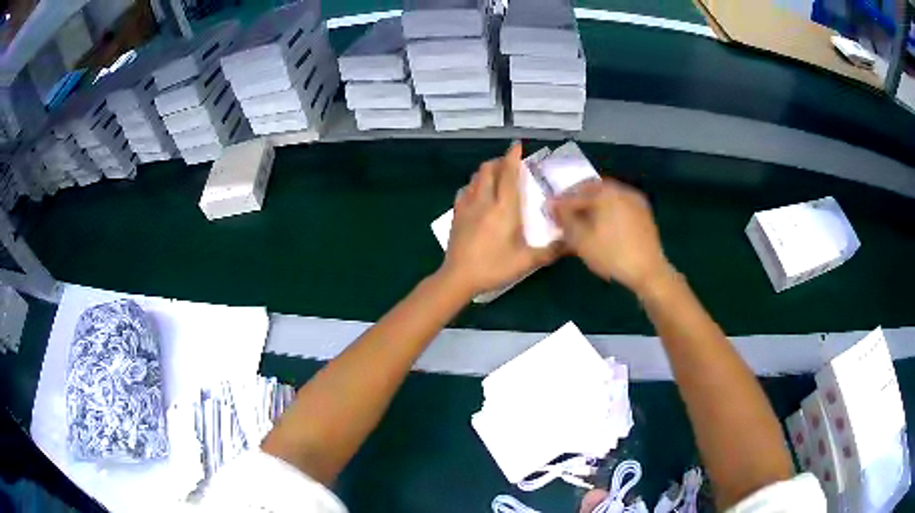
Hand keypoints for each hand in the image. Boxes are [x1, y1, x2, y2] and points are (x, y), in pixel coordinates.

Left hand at [439, 143, 559, 296]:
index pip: (508, 174)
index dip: (512, 157)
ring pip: (475, 178)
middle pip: (489, 169)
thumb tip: (572, 243)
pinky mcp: (456, 214)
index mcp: (504, 208)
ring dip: (486, 171)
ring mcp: (467, 206)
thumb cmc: (494, 267)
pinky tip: (477, 193)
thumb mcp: (526, 261)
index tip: (517, 146)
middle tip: (510, 164)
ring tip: (496, 176)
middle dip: (499, 161)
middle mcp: (485, 200)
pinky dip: (473, 185)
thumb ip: (550, 251)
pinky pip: (465, 190)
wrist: (459, 277)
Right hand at [550, 178, 671, 293]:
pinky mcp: (643, 213)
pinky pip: (619, 205)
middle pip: (592, 190)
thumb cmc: (611, 255)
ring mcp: (635, 200)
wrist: (648, 271)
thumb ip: (564, 218)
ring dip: (592, 205)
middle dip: (577, 201)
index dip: (559, 204)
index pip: (575, 194)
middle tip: (565, 214)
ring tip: (583, 221)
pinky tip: (603, 226)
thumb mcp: (581, 239)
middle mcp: (621, 189)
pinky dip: (607, 211)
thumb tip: (552, 204)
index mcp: (605, 192)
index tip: (548, 212)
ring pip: (606, 197)